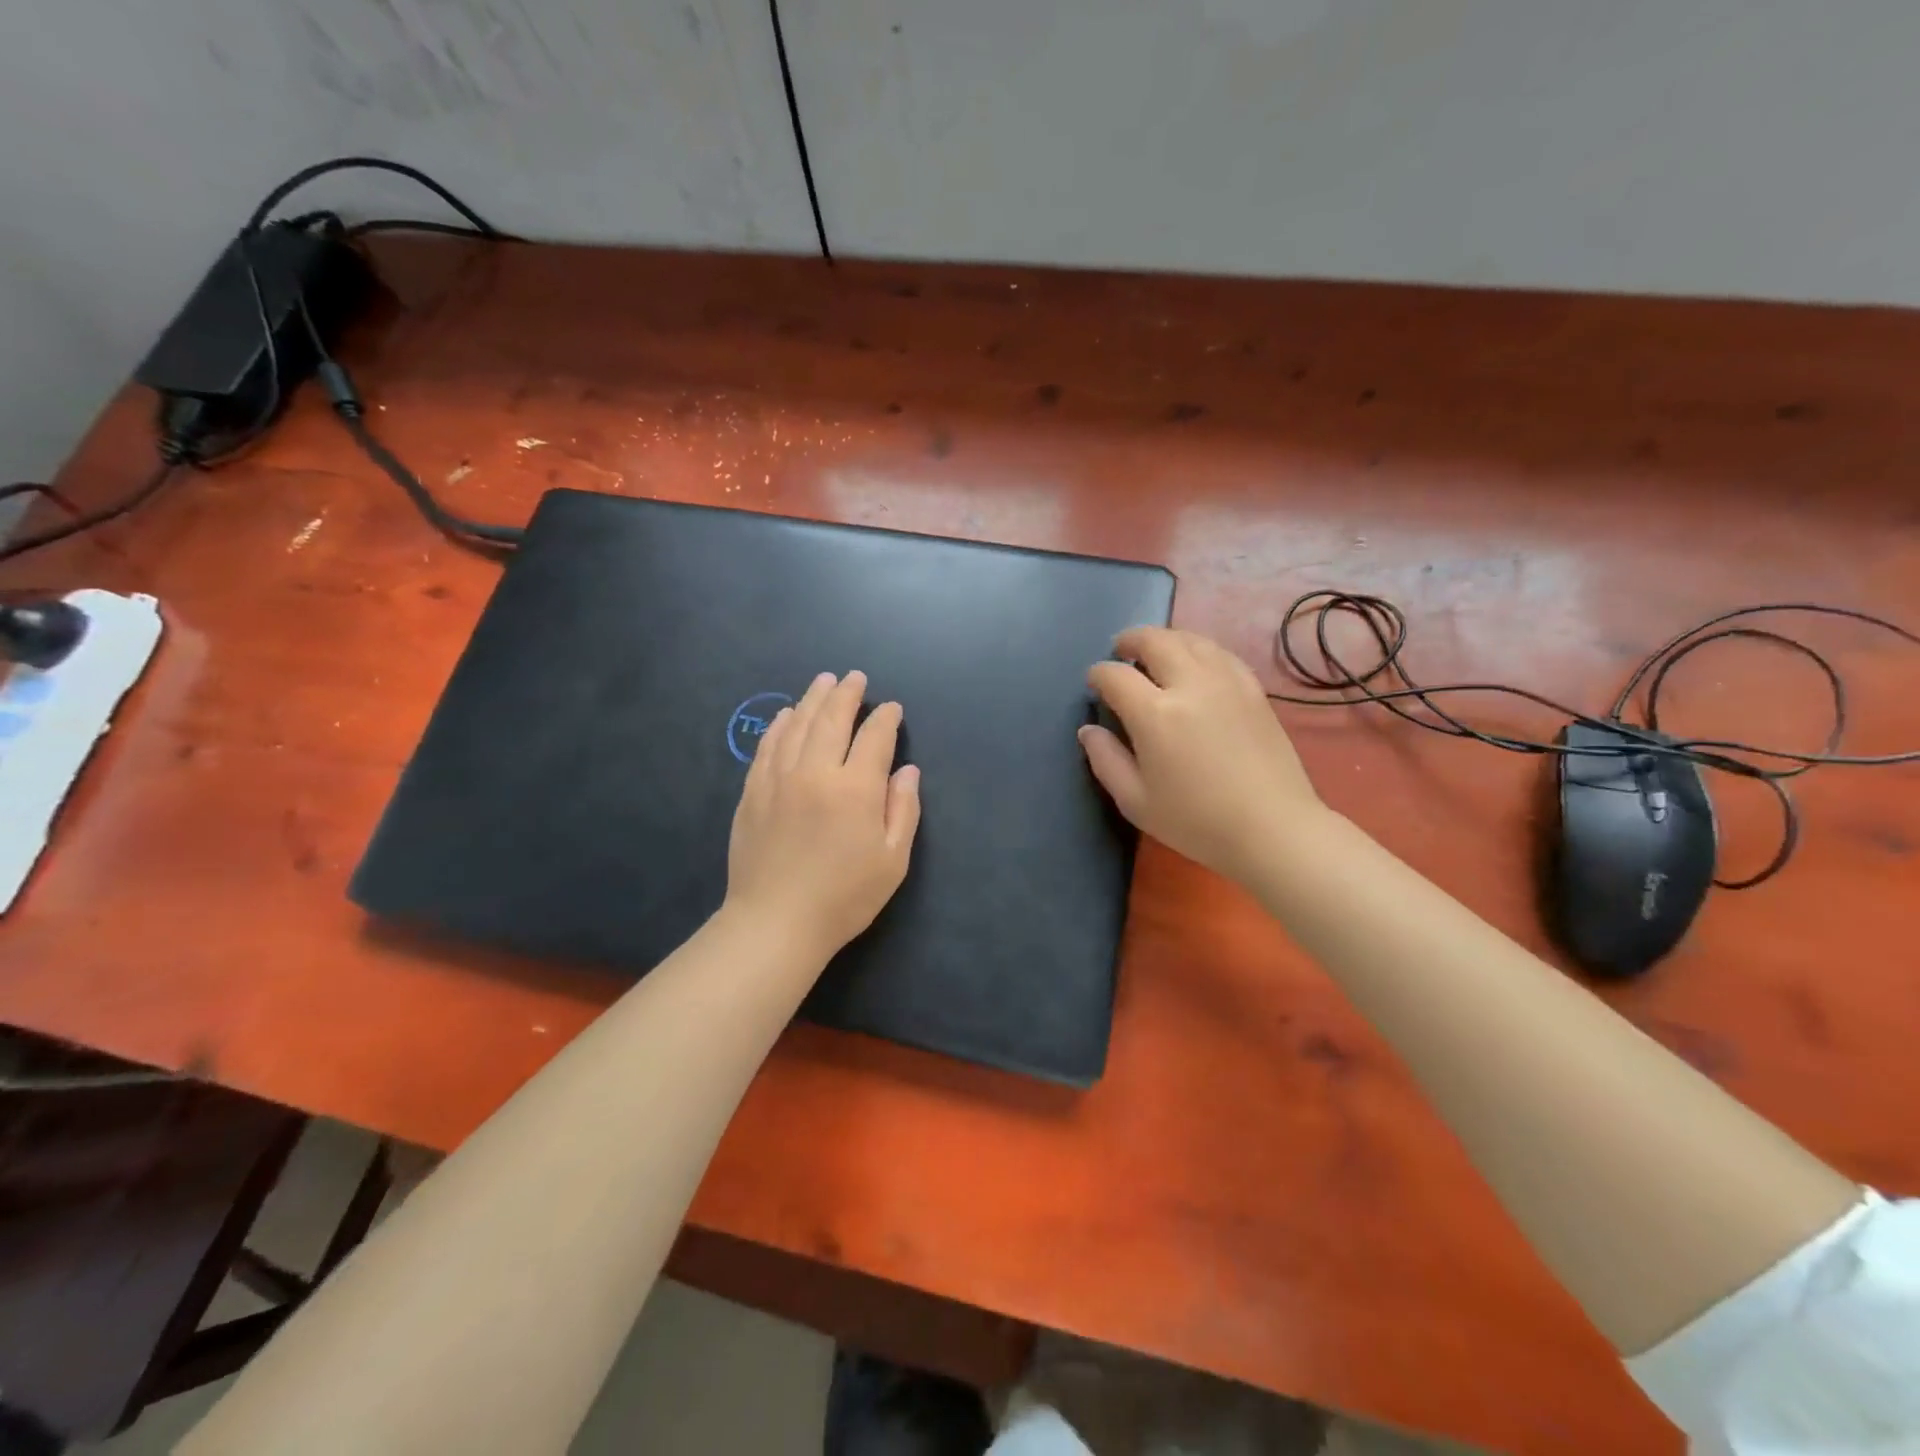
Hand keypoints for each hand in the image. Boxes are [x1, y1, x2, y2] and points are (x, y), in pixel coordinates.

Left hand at [725, 670, 921, 959]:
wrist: (776, 922)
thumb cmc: (844, 897)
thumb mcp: (892, 860)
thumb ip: (903, 810)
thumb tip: (907, 770)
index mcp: (856, 789)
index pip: (874, 738)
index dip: (885, 718)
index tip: (891, 708)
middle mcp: (816, 772)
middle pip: (831, 719)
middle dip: (846, 694)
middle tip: (855, 677)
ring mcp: (779, 779)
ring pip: (797, 725)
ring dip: (813, 699)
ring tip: (824, 681)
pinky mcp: (753, 792)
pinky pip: (767, 747)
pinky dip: (779, 725)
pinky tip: (785, 715)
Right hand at [1080, 628, 1321, 881]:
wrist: (1272, 829)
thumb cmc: (1196, 822)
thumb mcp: (1136, 801)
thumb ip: (1106, 761)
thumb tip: (1089, 730)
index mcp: (1155, 714)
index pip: (1116, 676)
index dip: (1098, 675)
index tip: (1094, 683)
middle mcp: (1190, 685)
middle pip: (1155, 642)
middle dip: (1131, 640)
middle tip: (1121, 650)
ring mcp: (1226, 682)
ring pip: (1191, 639)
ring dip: (1165, 639)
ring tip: (1155, 651)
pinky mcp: (1253, 689)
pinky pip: (1220, 653)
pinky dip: (1199, 648)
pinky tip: (1195, 662)